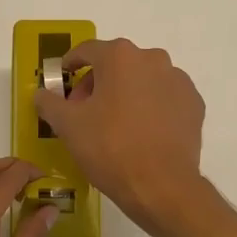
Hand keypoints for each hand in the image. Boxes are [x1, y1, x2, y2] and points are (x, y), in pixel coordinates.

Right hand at [33, 38, 206, 233]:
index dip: (71, 64)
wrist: (162, 186)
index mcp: (120, 57)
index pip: (87, 50)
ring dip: (127, 94)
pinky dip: (151, 108)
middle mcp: (153, 59)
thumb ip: (50, 103)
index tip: (63, 79)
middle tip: (85, 111)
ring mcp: (178, 81)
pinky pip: (165, 98)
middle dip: (98, 83)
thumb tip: (42, 93)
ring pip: (143, 80)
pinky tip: (142, 133)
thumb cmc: (110, 148)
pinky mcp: (194, 104)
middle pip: (117, 64)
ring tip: (115, 124)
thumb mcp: (68, 126)